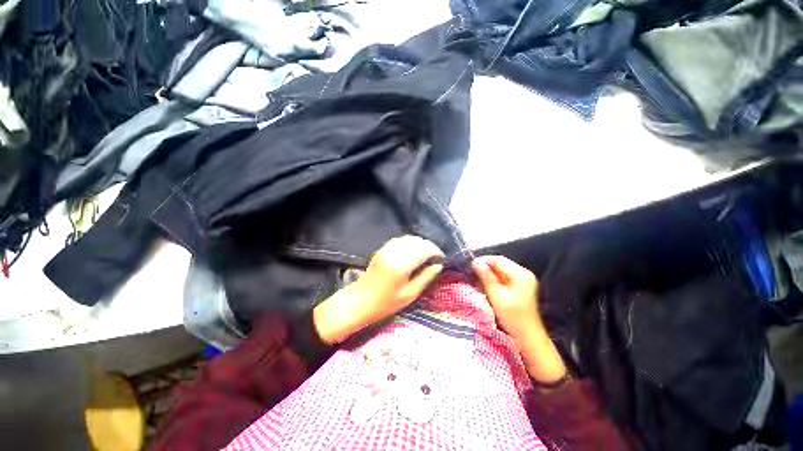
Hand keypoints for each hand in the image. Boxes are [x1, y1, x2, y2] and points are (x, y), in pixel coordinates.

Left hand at [314, 236, 443, 343]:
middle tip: (434, 258)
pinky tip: (412, 253)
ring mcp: (386, 248)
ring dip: (420, 244)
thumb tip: (438, 266)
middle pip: (417, 241)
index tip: (441, 259)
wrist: (359, 300)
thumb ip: (426, 277)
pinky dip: (409, 243)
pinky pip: (400, 240)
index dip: (436, 251)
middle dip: (429, 247)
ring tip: (425, 255)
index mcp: (401, 264)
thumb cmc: (385, 303)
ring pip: (409, 238)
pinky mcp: (382, 249)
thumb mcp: (410, 294)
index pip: (424, 249)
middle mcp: (394, 252)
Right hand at [472, 256, 566, 383]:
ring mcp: (523, 280)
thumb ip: (485, 276)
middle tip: (471, 273)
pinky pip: (504, 278)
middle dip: (485, 267)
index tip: (469, 265)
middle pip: (500, 264)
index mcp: (520, 274)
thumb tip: (475, 262)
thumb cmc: (512, 317)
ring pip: (500, 271)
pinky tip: (485, 285)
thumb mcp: (496, 295)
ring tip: (476, 279)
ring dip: (488, 274)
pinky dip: (494, 280)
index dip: (483, 260)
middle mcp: (523, 273)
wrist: (528, 337)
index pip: (498, 259)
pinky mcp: (520, 287)